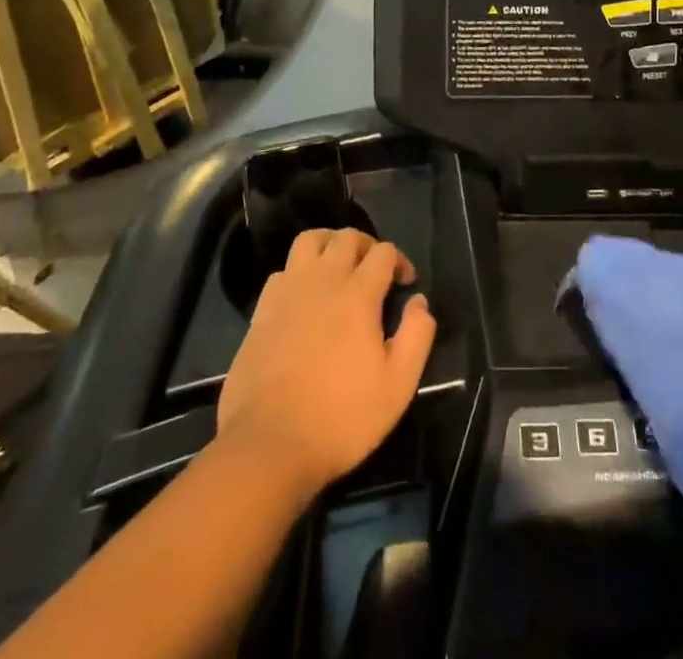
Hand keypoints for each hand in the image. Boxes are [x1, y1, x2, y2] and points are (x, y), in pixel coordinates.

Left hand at [218, 228, 436, 499]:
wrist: (268, 445)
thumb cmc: (341, 418)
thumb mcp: (398, 386)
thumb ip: (416, 336)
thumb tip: (420, 302)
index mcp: (358, 294)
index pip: (383, 252)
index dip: (399, 260)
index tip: (405, 284)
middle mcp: (323, 280)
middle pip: (347, 237)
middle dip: (367, 246)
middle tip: (376, 272)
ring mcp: (288, 292)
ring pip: (310, 240)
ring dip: (330, 244)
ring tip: (339, 268)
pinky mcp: (262, 310)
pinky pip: (283, 270)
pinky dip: (299, 272)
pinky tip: (305, 297)